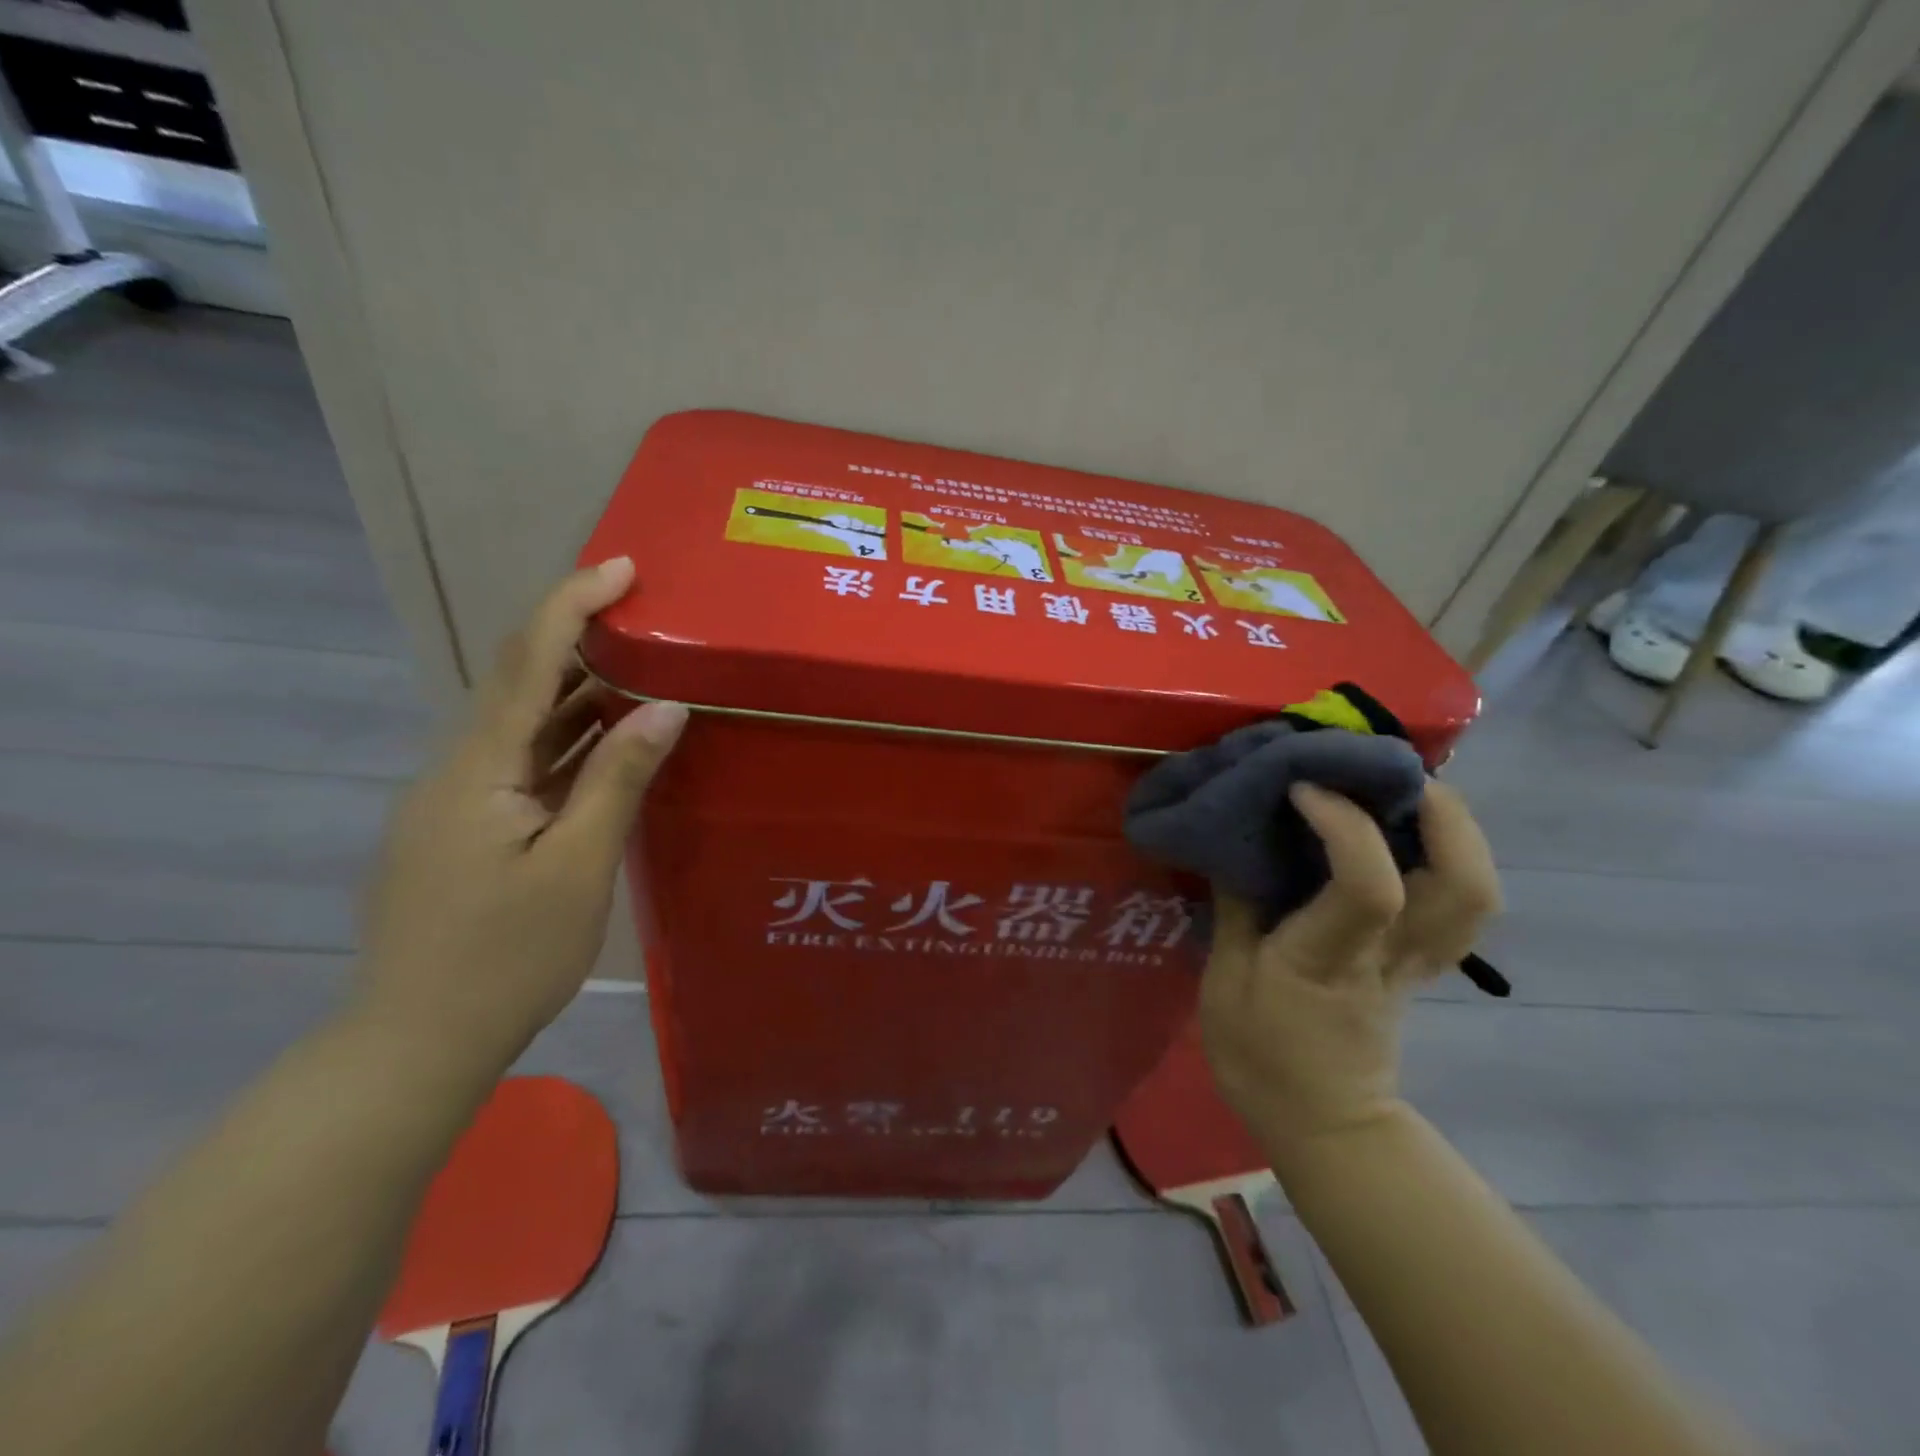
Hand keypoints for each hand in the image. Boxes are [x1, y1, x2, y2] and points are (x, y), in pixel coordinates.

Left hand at [356, 558, 686, 1073]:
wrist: (415, 1042)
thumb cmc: (505, 956)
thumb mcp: (578, 865)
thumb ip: (618, 778)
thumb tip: (665, 708)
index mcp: (479, 768)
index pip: (527, 661)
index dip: (571, 604)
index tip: (620, 568)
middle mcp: (457, 769)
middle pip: (518, 682)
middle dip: (578, 639)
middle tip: (645, 618)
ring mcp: (455, 801)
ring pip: (520, 727)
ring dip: (577, 693)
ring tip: (641, 672)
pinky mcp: (463, 830)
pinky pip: (520, 765)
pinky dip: (565, 743)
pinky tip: (606, 746)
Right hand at [1199, 781, 1500, 1153]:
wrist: (1320, 1121)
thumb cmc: (1260, 1056)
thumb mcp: (1224, 982)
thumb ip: (1236, 907)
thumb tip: (1238, 843)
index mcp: (1332, 961)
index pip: (1368, 886)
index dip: (1344, 824)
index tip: (1303, 786)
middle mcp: (1392, 955)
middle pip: (1464, 884)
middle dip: (1441, 813)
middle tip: (1390, 769)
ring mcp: (1420, 961)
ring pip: (1477, 890)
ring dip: (1456, 826)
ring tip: (1407, 787)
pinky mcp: (1424, 962)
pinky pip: (1460, 899)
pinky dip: (1448, 852)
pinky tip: (1409, 828)